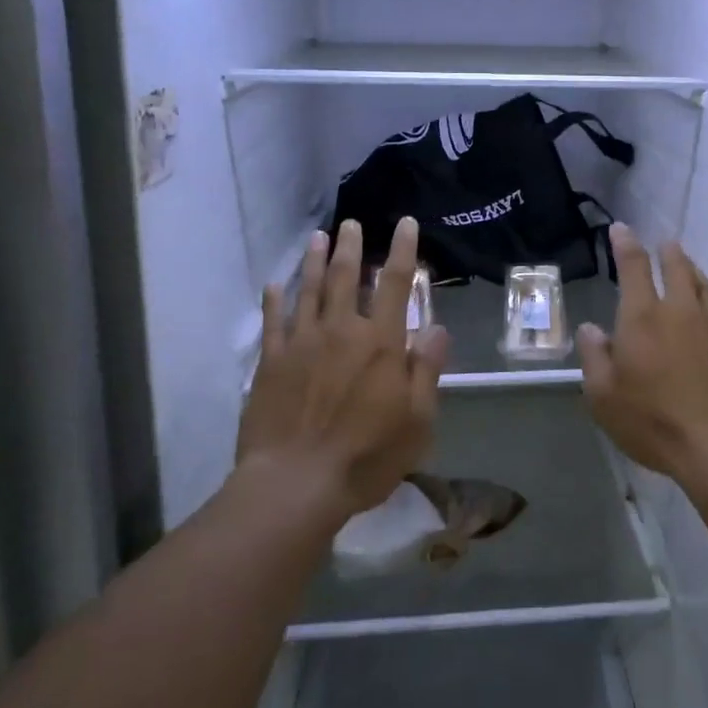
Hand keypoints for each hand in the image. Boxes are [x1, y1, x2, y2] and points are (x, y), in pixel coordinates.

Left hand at [237, 217, 448, 524]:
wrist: (295, 484)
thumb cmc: (366, 456)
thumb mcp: (417, 420)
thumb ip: (426, 370)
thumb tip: (437, 328)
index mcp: (381, 342)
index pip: (396, 284)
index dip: (403, 251)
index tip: (406, 224)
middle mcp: (341, 331)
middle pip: (347, 277)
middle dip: (351, 246)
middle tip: (351, 223)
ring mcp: (301, 343)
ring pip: (309, 290)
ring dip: (315, 261)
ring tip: (318, 238)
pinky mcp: (270, 363)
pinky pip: (273, 322)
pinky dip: (274, 299)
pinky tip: (274, 284)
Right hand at [577, 224, 707, 493]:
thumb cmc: (655, 423)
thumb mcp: (605, 398)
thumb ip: (595, 358)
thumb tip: (591, 328)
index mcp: (643, 317)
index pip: (633, 266)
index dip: (625, 243)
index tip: (620, 229)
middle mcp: (680, 310)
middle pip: (676, 267)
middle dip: (667, 252)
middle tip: (664, 244)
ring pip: (704, 285)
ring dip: (693, 271)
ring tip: (687, 268)